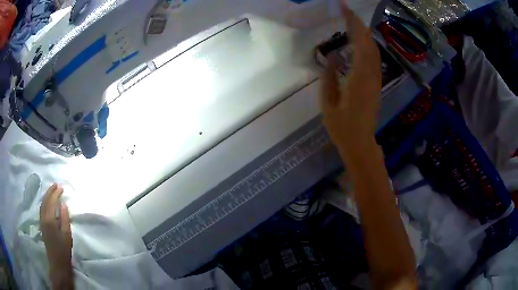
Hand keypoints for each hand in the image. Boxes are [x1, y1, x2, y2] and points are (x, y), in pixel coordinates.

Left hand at [40, 184, 73, 288]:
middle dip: (50, 191)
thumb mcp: (67, 235)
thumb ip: (64, 218)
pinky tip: (47, 202)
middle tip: (56, 185)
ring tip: (52, 190)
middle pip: (45, 200)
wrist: (57, 262)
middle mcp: (43, 218)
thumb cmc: (64, 250)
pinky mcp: (41, 225)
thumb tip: (63, 204)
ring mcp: (41, 221)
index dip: (55, 193)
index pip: (51, 202)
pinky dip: (44, 202)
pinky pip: (41, 209)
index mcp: (49, 220)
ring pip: (42, 204)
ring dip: (46, 195)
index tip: (61, 187)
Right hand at [320, 0, 381, 162]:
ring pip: (374, 51)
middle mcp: (371, 76)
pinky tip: (361, 42)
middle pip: (370, 44)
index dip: (354, 24)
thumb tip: (331, 56)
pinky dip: (368, 46)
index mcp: (358, 79)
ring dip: (365, 34)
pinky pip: (374, 59)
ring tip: (353, 22)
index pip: (360, 44)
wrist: (360, 143)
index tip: (345, 9)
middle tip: (347, 11)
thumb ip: (329, 78)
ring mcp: (376, 80)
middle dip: (360, 25)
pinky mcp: (376, 84)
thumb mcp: (328, 104)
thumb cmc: (342, 128)